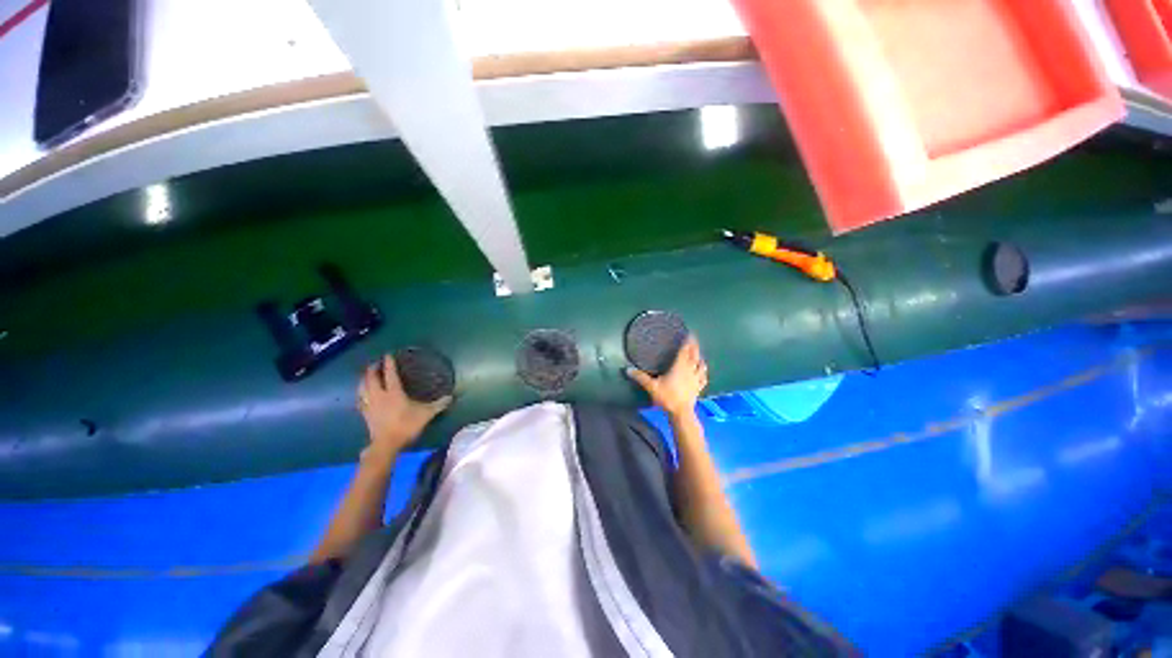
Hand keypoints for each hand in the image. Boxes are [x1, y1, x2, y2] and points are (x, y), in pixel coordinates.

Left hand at [357, 355, 450, 456]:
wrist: (386, 444)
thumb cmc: (406, 426)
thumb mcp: (426, 414)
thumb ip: (438, 404)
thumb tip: (451, 396)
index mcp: (394, 392)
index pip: (390, 374)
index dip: (389, 364)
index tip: (388, 355)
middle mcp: (379, 395)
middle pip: (371, 378)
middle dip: (373, 369)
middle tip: (376, 363)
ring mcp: (370, 405)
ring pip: (362, 387)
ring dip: (364, 379)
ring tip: (366, 375)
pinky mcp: (365, 414)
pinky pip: (360, 399)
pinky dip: (360, 393)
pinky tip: (362, 393)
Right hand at [627, 337, 707, 417]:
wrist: (681, 413)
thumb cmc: (667, 397)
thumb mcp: (651, 387)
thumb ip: (641, 377)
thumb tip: (628, 370)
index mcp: (679, 367)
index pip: (684, 351)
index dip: (686, 342)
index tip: (688, 334)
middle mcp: (689, 370)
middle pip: (694, 355)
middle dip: (694, 346)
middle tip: (694, 339)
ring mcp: (696, 379)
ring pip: (700, 364)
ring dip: (700, 357)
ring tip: (699, 353)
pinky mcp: (698, 387)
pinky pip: (703, 376)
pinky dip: (703, 371)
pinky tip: (703, 370)